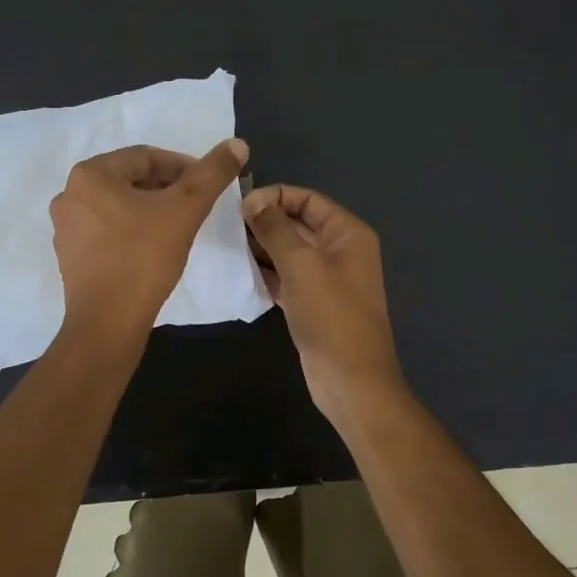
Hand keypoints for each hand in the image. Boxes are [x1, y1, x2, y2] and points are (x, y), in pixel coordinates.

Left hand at [50, 139, 249, 342]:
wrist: (108, 322)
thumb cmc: (144, 258)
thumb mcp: (185, 209)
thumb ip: (212, 173)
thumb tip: (238, 143)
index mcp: (91, 174)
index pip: (146, 157)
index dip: (182, 167)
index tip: (206, 185)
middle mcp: (70, 194)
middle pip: (130, 179)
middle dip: (166, 187)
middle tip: (195, 205)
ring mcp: (66, 227)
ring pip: (118, 205)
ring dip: (149, 208)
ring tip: (178, 226)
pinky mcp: (69, 255)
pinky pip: (106, 229)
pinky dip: (131, 229)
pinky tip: (152, 248)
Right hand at [242, 184, 407, 423]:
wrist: (351, 381)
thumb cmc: (331, 316)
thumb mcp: (302, 265)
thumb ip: (276, 229)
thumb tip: (253, 201)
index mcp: (347, 233)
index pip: (308, 199)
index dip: (275, 196)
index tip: (239, 206)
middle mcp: (339, 250)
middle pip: (297, 223)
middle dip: (265, 220)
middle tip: (225, 226)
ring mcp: (325, 278)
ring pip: (288, 251)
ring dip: (261, 246)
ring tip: (227, 245)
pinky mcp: (311, 303)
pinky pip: (285, 276)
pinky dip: (265, 271)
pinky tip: (239, 270)